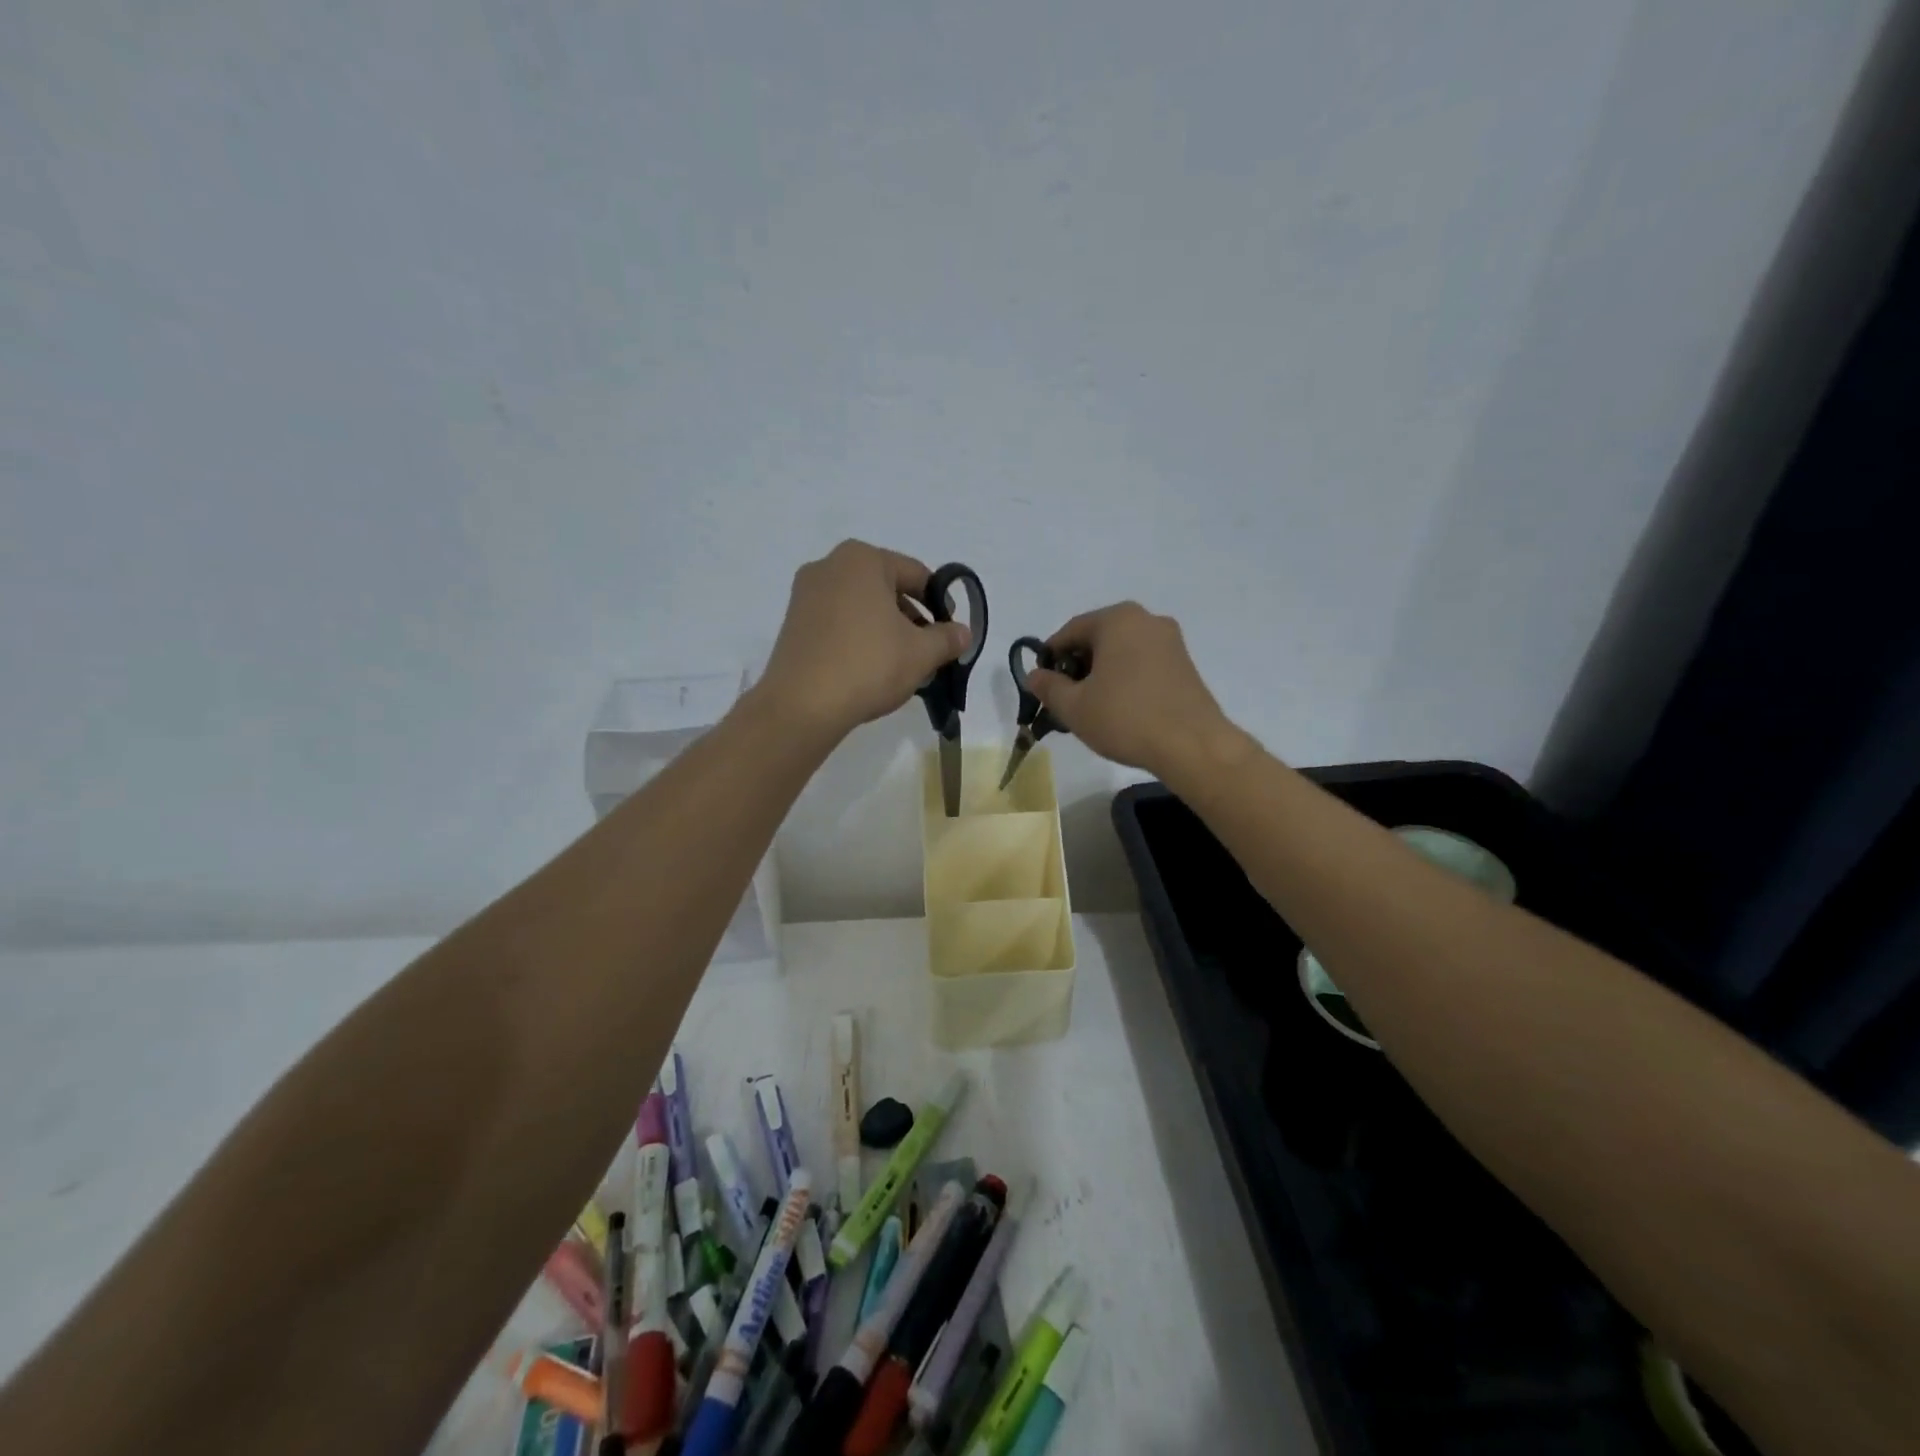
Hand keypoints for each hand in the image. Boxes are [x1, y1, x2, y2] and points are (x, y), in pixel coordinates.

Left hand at [755, 540, 970, 742]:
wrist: (802, 704)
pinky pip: (838, 623)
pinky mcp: (793, 623)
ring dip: (886, 630)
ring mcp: (805, 594)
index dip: (940, 603)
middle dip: (911, 619)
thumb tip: (964, 632)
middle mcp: (829, 566)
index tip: (949, 633)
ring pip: (861, 607)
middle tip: (927, 652)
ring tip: (900, 666)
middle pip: (886, 588)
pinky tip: (869, 669)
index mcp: (862, 559)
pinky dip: (858, 638)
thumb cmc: (869, 665)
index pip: (916, 574)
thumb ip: (948, 638)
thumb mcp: (921, 653)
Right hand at [1027, 602, 1238, 777]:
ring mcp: (1170, 641)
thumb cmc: (1125, 718)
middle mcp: (1146, 620)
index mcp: (1117, 619)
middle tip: (1067, 699)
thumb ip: (1049, 687)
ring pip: (1121, 652)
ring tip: (1093, 708)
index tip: (1043, 684)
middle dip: (1078, 666)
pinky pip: (1143, 663)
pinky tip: (1121, 709)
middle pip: (1098, 638)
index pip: (1070, 631)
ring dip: (1102, 674)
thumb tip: (1035, 676)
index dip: (1050, 657)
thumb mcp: (1074, 706)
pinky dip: (1126, 679)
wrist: (1192, 745)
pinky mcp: (1185, 664)